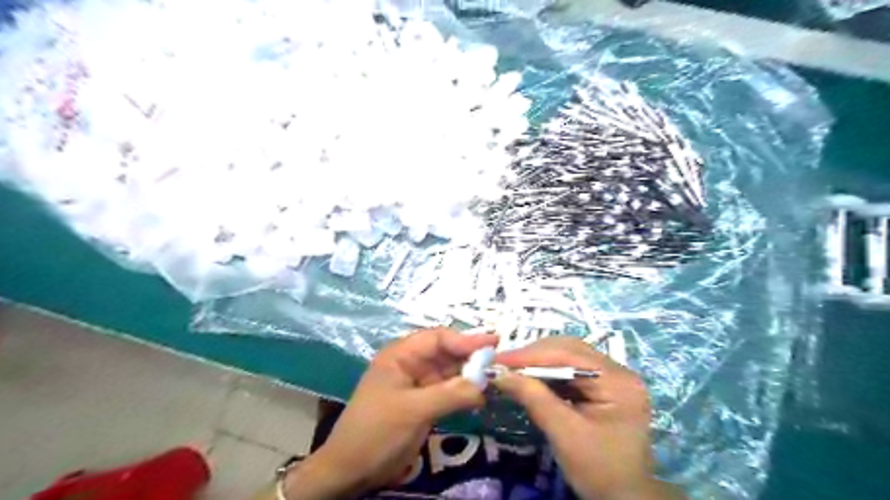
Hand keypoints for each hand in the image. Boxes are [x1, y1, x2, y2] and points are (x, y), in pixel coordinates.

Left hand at [284, 327, 498, 499]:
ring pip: (450, 372)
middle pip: (446, 353)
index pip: (437, 338)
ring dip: (470, 375)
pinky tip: (481, 395)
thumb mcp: (413, 410)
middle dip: (471, 356)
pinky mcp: (424, 402)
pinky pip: (448, 391)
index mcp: (401, 355)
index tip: (492, 344)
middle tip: (500, 360)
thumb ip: (450, 394)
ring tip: (497, 376)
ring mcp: (418, 384)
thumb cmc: (376, 431)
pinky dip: (464, 392)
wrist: (351, 469)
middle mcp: (411, 364)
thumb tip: (484, 384)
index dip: (465, 340)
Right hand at [494, 335, 683, 499]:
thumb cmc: (598, 470)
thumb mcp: (564, 433)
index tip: (499, 359)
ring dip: (539, 362)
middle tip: (503, 363)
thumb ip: (533, 398)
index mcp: (618, 381)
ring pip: (569, 357)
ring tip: (513, 368)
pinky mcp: (604, 387)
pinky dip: (548, 373)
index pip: (569, 354)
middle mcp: (619, 371)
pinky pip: (571, 370)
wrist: (624, 499)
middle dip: (534, 355)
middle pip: (570, 350)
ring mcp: (613, 377)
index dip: (531, 354)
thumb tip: (499, 373)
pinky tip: (531, 378)